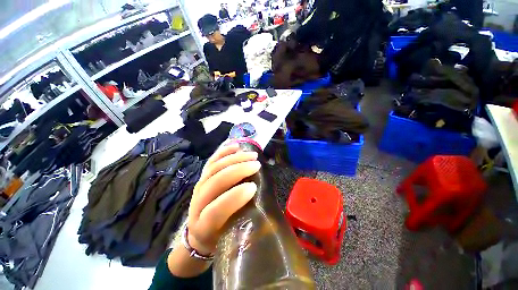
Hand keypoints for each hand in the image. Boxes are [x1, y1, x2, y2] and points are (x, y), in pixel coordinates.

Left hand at [186, 144, 260, 254]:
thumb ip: (244, 225)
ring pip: (214, 168)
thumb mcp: (230, 239)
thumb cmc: (218, 237)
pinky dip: (224, 152)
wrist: (199, 232)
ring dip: (234, 159)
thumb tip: (263, 206)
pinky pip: (211, 160)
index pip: (214, 211)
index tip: (253, 187)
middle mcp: (197, 204)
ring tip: (252, 155)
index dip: (233, 198)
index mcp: (204, 226)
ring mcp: (199, 186)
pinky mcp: (202, 177)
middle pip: (214, 182)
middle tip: (256, 165)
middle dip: (237, 171)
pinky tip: (236, 146)